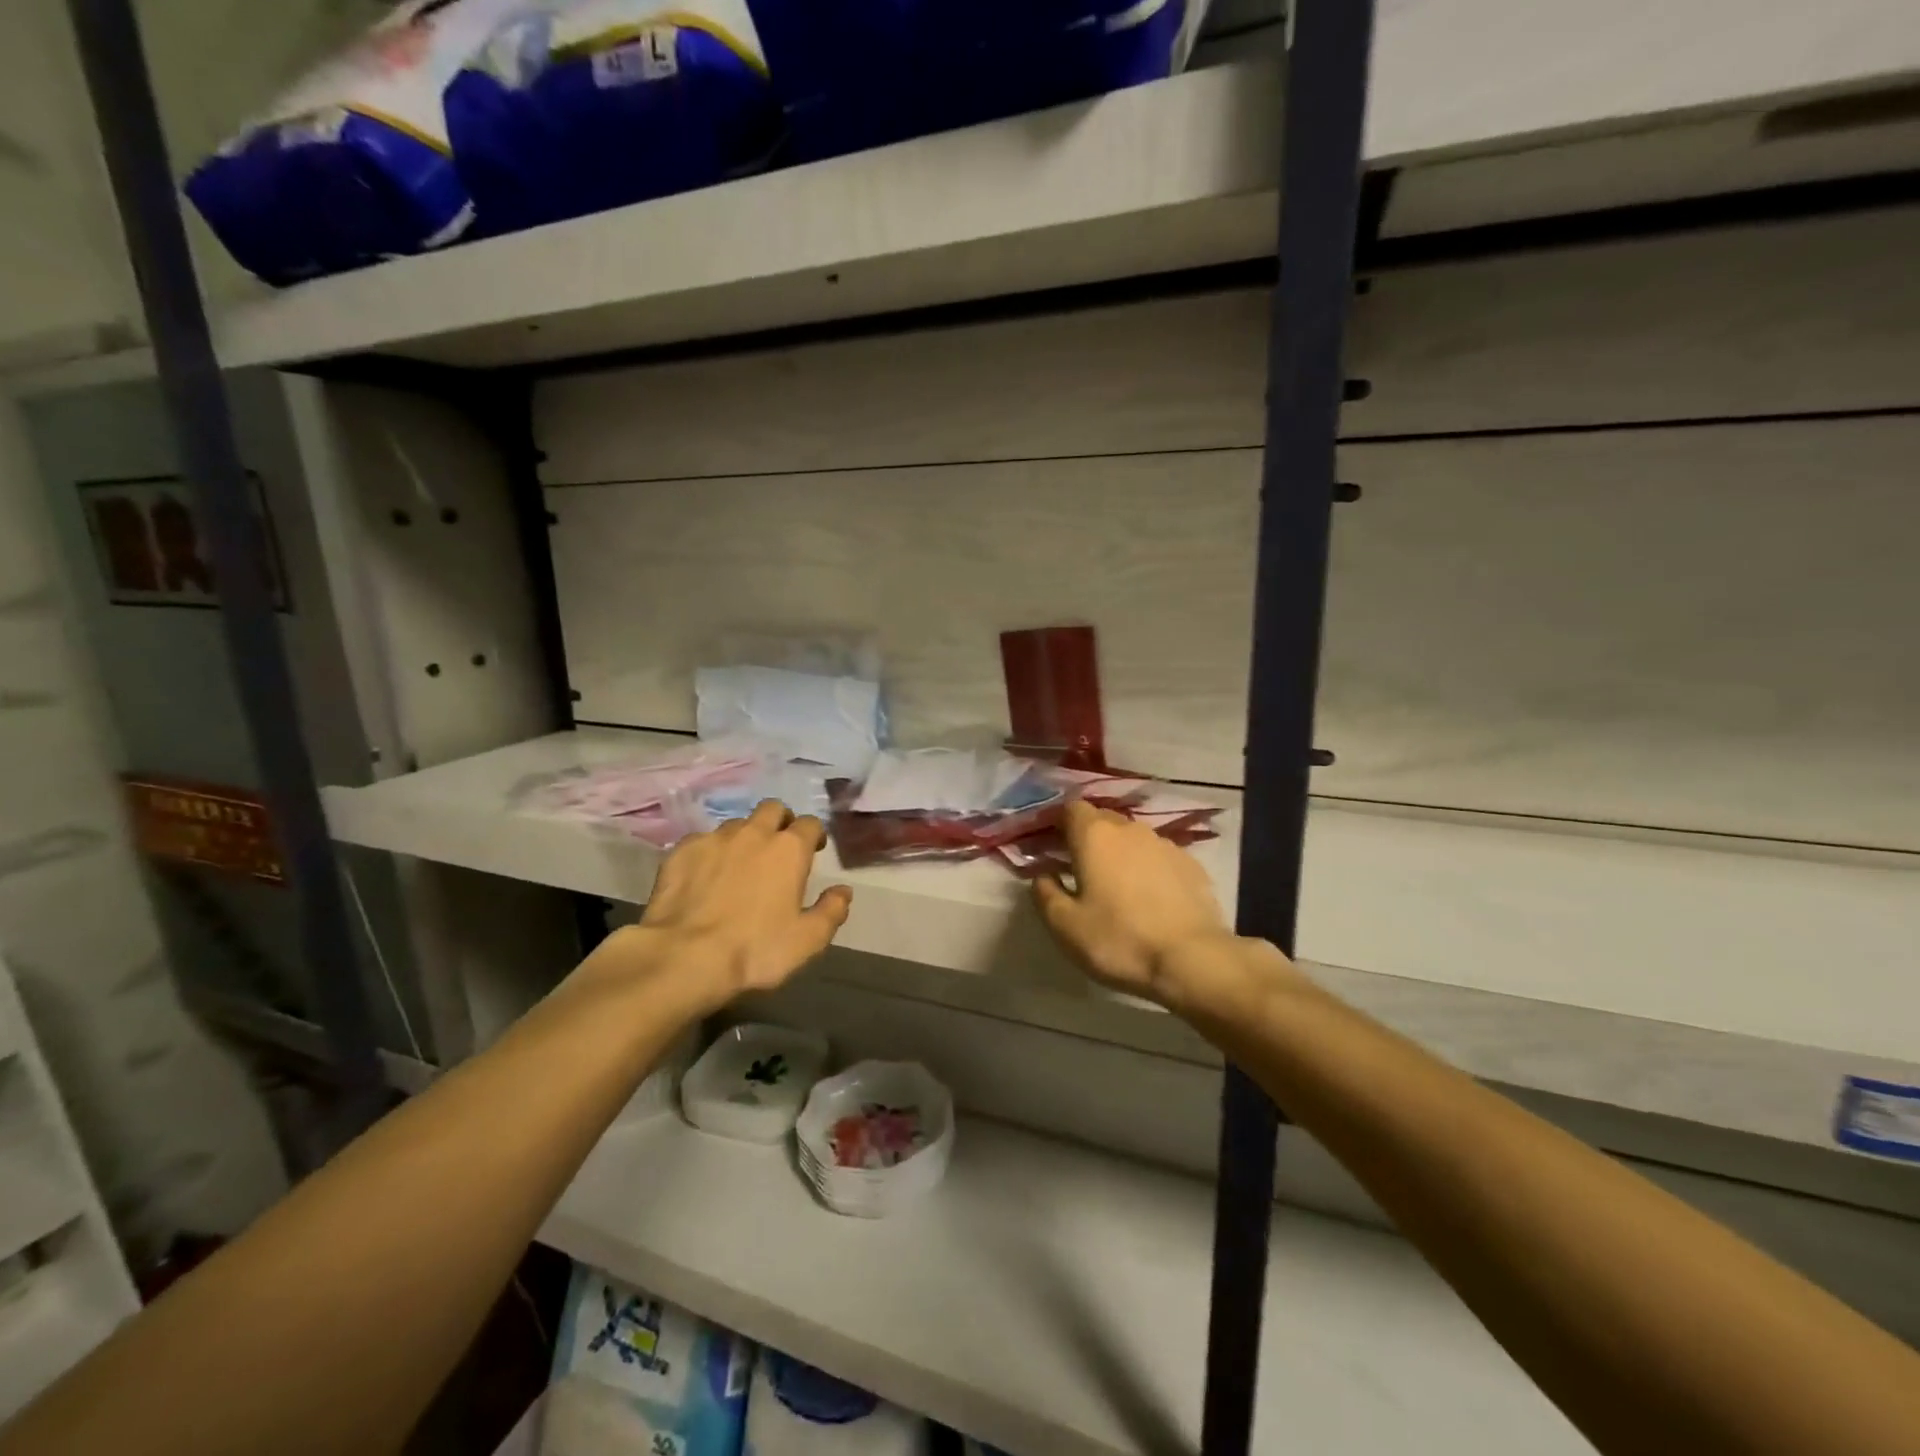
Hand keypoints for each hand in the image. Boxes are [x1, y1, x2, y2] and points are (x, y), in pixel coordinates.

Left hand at [628, 800, 851, 1008]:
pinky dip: (710, 853)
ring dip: (744, 837)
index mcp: (789, 849)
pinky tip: (704, 876)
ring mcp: (714, 839)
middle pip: (773, 809)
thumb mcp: (807, 941)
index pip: (810, 824)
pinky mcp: (681, 851)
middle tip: (778, 848)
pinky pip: (702, 841)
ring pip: (736, 824)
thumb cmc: (755, 950)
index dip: (814, 835)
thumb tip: (843, 891)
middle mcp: (754, 833)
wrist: (683, 957)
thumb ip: (831, 911)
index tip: (814, 850)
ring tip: (739, 864)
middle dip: (780, 822)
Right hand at [1034, 801, 1296, 1014]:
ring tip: (1116, 886)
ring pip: (1132, 839)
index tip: (1051, 846)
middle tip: (1079, 868)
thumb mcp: (1065, 926)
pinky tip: (1149, 898)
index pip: (1071, 808)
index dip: (1059, 823)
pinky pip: (1158, 857)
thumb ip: (1045, 893)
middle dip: (1088, 838)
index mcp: (1094, 836)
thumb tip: (1042, 874)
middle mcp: (1130, 829)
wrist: (1192, 959)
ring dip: (1119, 854)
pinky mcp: (1191, 864)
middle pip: (1102, 820)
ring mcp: (1164, 844)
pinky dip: (1148, 869)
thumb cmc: (1119, 940)